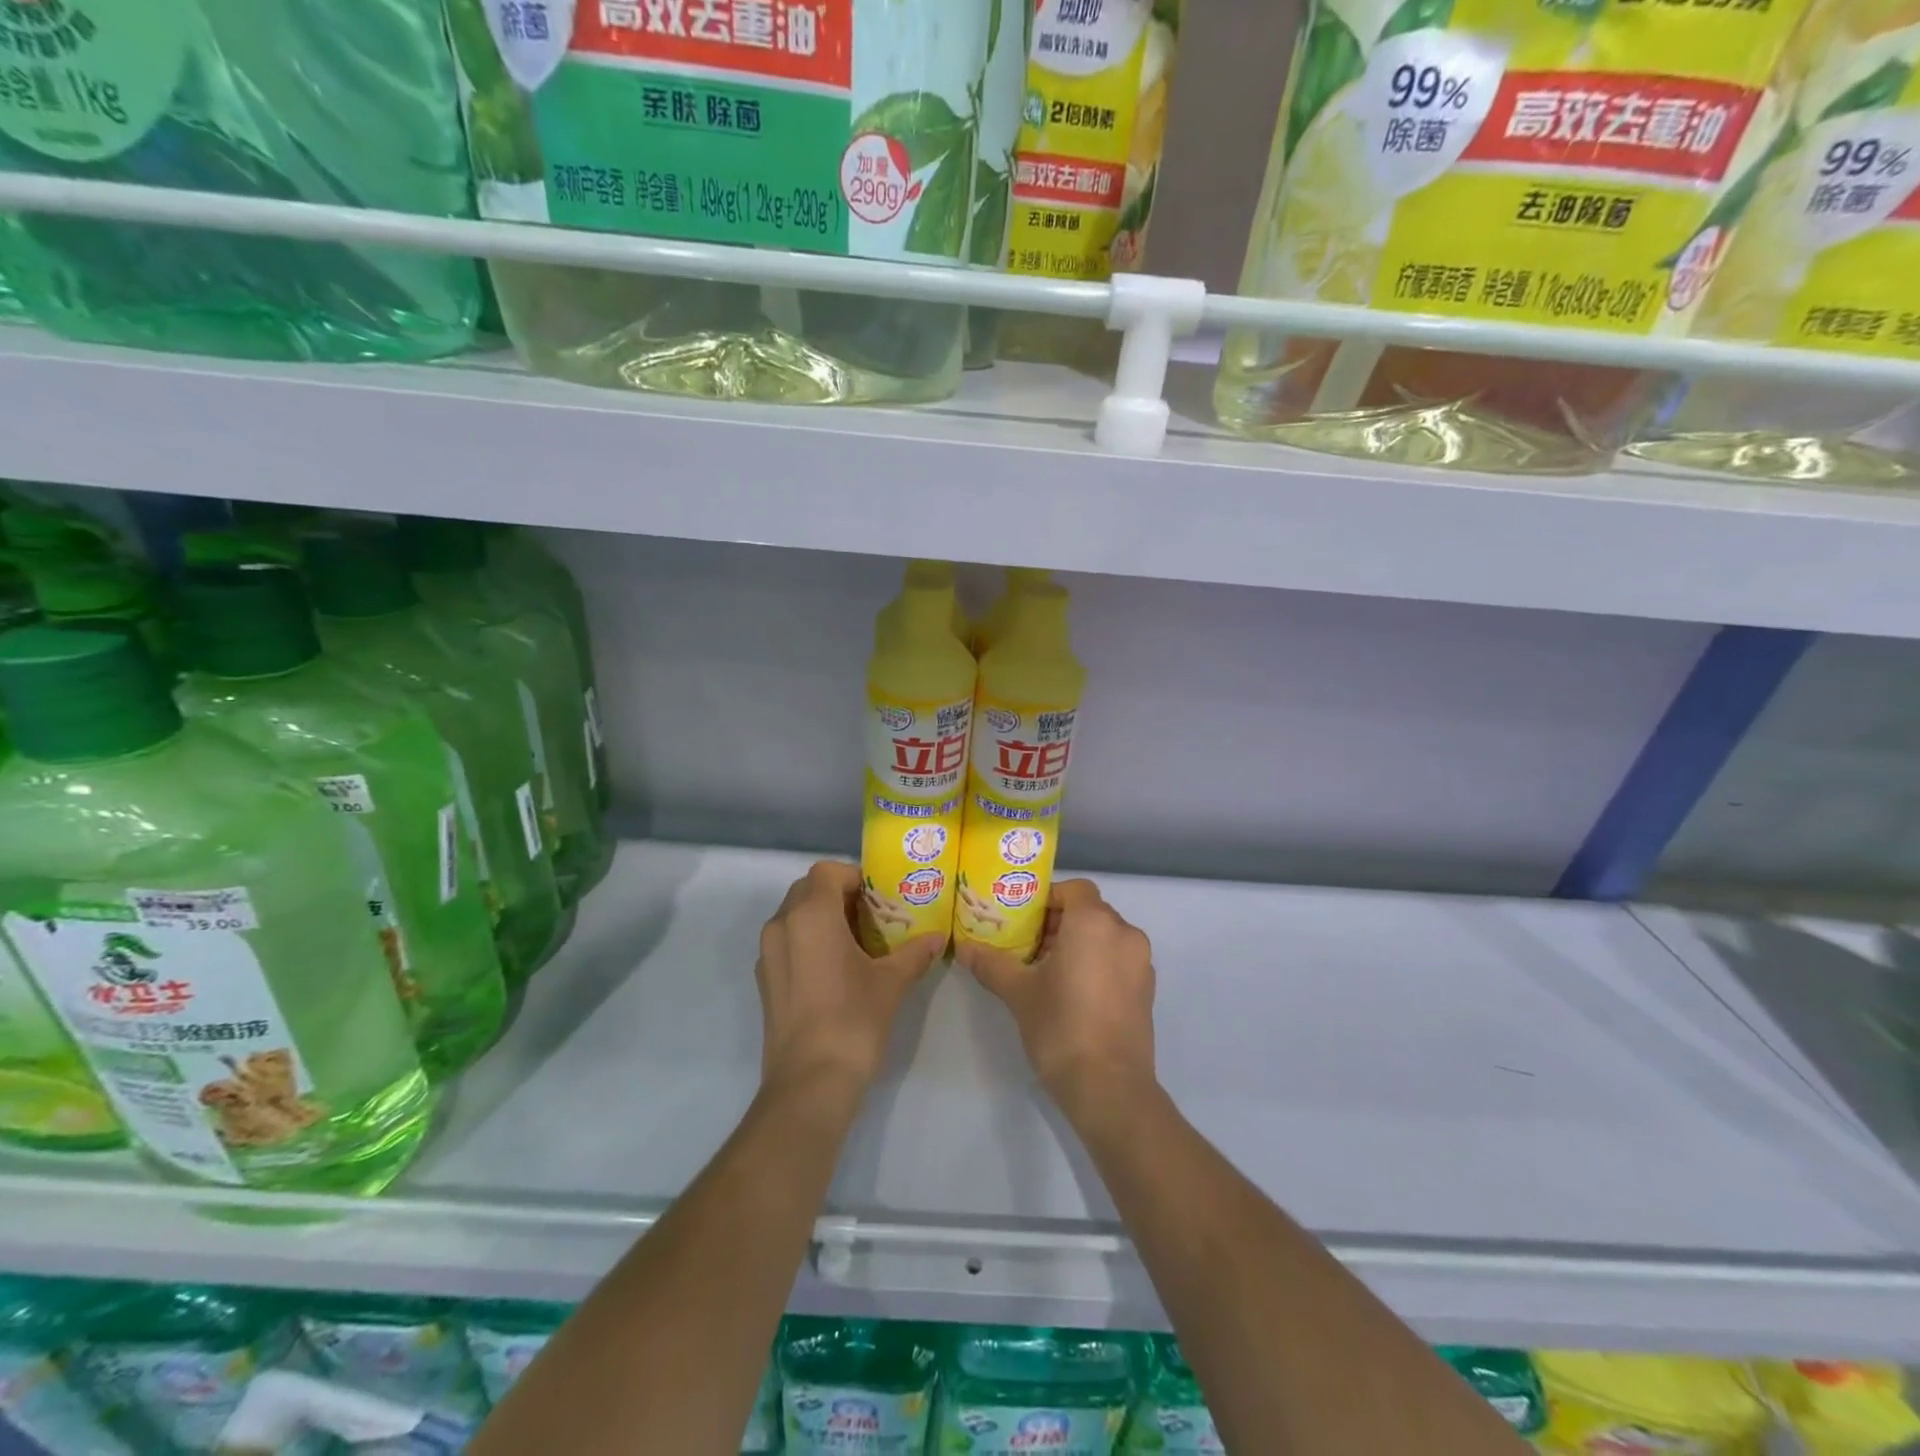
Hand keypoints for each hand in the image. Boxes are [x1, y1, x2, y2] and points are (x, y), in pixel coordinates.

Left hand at [756, 861, 942, 1097]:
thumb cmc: (853, 1020)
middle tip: (872, 917)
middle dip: (839, 895)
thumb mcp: (891, 983)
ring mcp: (767, 955)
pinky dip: (808, 941)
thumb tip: (937, 938)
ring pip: (795, 916)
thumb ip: (914, 953)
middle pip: (808, 890)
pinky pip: (787, 942)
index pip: (827, 872)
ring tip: (857, 943)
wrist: (809, 1083)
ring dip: (822, 918)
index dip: (854, 877)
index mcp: (810, 915)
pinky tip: (835, 969)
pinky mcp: (765, 981)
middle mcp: (782, 926)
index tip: (880, 897)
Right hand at [957, 879, 1156, 1117]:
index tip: (1023, 921)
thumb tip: (964, 948)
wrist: (1109, 1087)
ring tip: (1045, 971)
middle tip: (1026, 946)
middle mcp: (1124, 934)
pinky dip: (1096, 964)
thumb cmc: (1061, 1026)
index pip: (1073, 889)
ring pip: (1105, 937)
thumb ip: (991, 964)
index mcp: (1095, 923)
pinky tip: (1072, 993)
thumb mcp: (1018, 992)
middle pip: (1089, 912)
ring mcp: (1140, 963)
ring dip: (1077, 944)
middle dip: (1058, 923)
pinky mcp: (1147, 990)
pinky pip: (1117, 960)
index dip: (1047, 898)